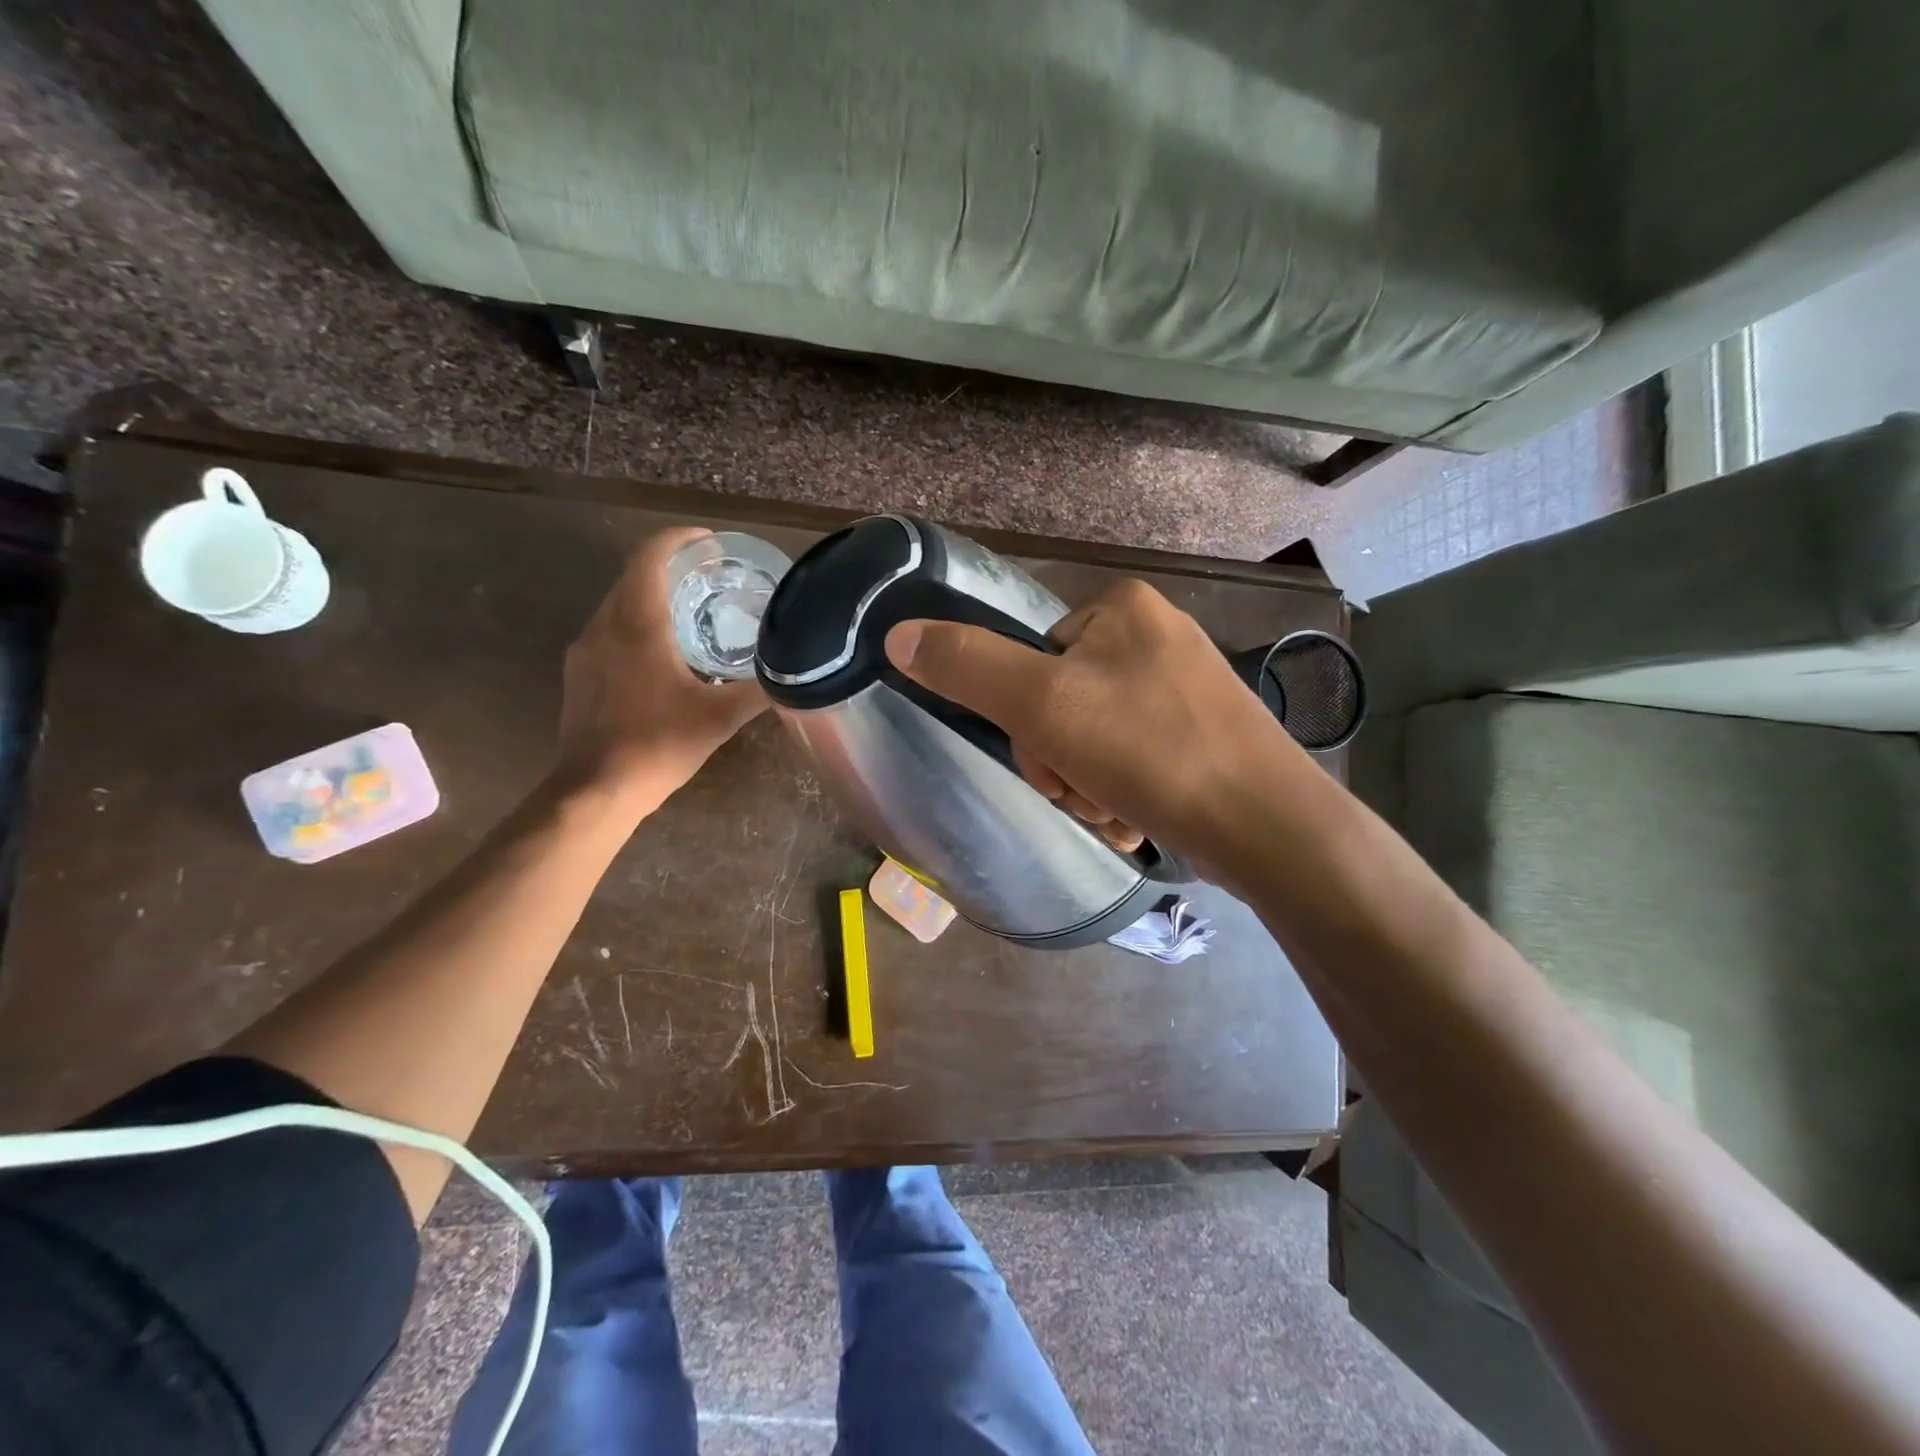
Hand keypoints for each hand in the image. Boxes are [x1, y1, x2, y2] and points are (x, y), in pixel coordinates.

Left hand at [555, 528, 768, 811]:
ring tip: (690, 612)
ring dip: (651, 596)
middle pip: (633, 576)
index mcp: (638, 624)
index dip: (679, 539)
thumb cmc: (658, 745)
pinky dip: (635, 624)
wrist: (595, 789)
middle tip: (710, 578)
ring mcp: (585, 650)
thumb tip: (793, 674)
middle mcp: (604, 626)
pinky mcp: (578, 674)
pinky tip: (661, 653)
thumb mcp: (720, 718)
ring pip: (618, 604)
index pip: (650, 557)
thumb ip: (759, 690)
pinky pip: (609, 631)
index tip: (709, 542)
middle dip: (669, 567)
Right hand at [883, 579, 1307, 879]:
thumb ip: (967, 666)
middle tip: (1086, 792)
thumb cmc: (1150, 751)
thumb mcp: (1043, 705)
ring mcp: (1182, 686)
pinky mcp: (1200, 733)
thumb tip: (897, 633)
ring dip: (1087, 786)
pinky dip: (1121, 794)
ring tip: (1117, 812)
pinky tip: (1137, 818)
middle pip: (1060, 703)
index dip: (1026, 720)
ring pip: (1092, 738)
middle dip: (1061, 762)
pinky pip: (1130, 759)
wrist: (1267, 825)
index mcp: (1119, 609)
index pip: (1031, 659)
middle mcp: (1154, 635)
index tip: (1051, 759)